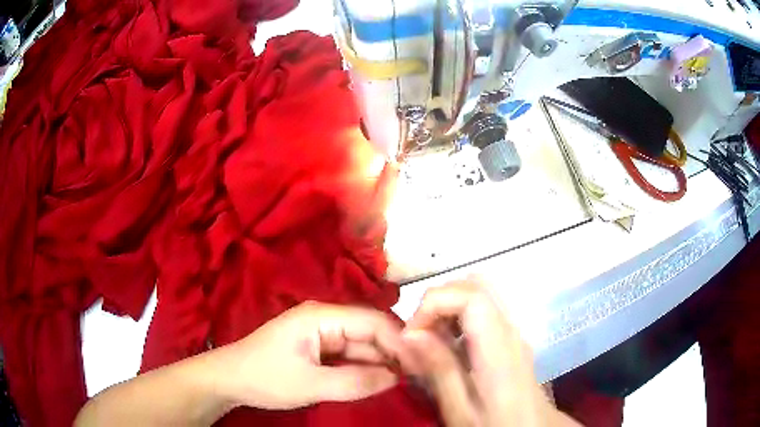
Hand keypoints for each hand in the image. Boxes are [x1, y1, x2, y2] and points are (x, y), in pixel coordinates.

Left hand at [217, 301, 415, 410]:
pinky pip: (349, 355)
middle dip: (393, 353)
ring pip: (362, 345)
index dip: (399, 341)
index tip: (421, 365)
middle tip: (417, 378)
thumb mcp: (310, 384)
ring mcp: (321, 333)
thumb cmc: (265, 378)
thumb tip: (396, 377)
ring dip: (381, 362)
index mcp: (321, 316)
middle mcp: (325, 318)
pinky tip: (379, 381)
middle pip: (370, 332)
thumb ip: (355, 381)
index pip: (373, 321)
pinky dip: (364, 368)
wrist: (229, 380)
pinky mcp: (318, 348)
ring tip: (405, 382)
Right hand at [402, 280, 578, 426]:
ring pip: (480, 292)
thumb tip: (410, 333)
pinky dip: (458, 317)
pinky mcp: (510, 338)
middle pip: (477, 285)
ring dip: (448, 307)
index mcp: (499, 349)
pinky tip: (450, 347)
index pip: (471, 296)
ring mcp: (513, 331)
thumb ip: (439, 370)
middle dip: (439, 300)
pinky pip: (483, 310)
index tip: (411, 334)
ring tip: (431, 340)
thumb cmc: (496, 425)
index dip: (434, 303)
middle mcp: (510, 330)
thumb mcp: (460, 410)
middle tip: (419, 334)